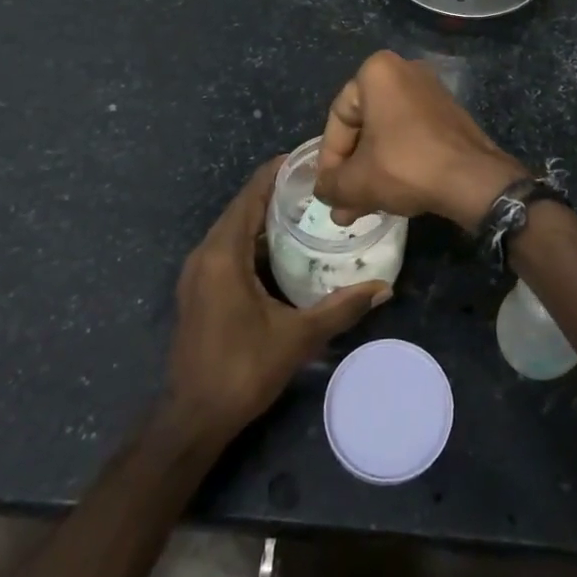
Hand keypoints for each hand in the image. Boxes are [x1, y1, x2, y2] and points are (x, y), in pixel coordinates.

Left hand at [167, 158, 390, 435]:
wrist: (193, 419)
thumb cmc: (242, 370)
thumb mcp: (298, 337)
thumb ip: (341, 307)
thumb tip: (384, 287)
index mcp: (223, 254)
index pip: (250, 195)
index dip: (278, 172)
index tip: (310, 157)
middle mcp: (205, 254)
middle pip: (242, 207)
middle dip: (277, 191)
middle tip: (319, 183)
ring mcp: (198, 273)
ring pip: (234, 228)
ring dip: (265, 215)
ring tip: (307, 207)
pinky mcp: (199, 289)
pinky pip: (228, 247)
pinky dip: (254, 238)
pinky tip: (283, 246)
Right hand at [314, 50, 527, 230]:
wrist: (473, 180)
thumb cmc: (406, 166)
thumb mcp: (357, 181)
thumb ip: (331, 184)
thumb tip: (323, 190)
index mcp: (378, 72)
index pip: (339, 118)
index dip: (329, 159)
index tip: (328, 189)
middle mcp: (405, 71)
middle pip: (364, 126)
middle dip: (350, 169)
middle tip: (341, 203)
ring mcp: (431, 92)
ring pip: (386, 135)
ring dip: (370, 171)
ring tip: (358, 210)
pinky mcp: (449, 115)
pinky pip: (410, 136)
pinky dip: (396, 163)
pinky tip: (386, 197)